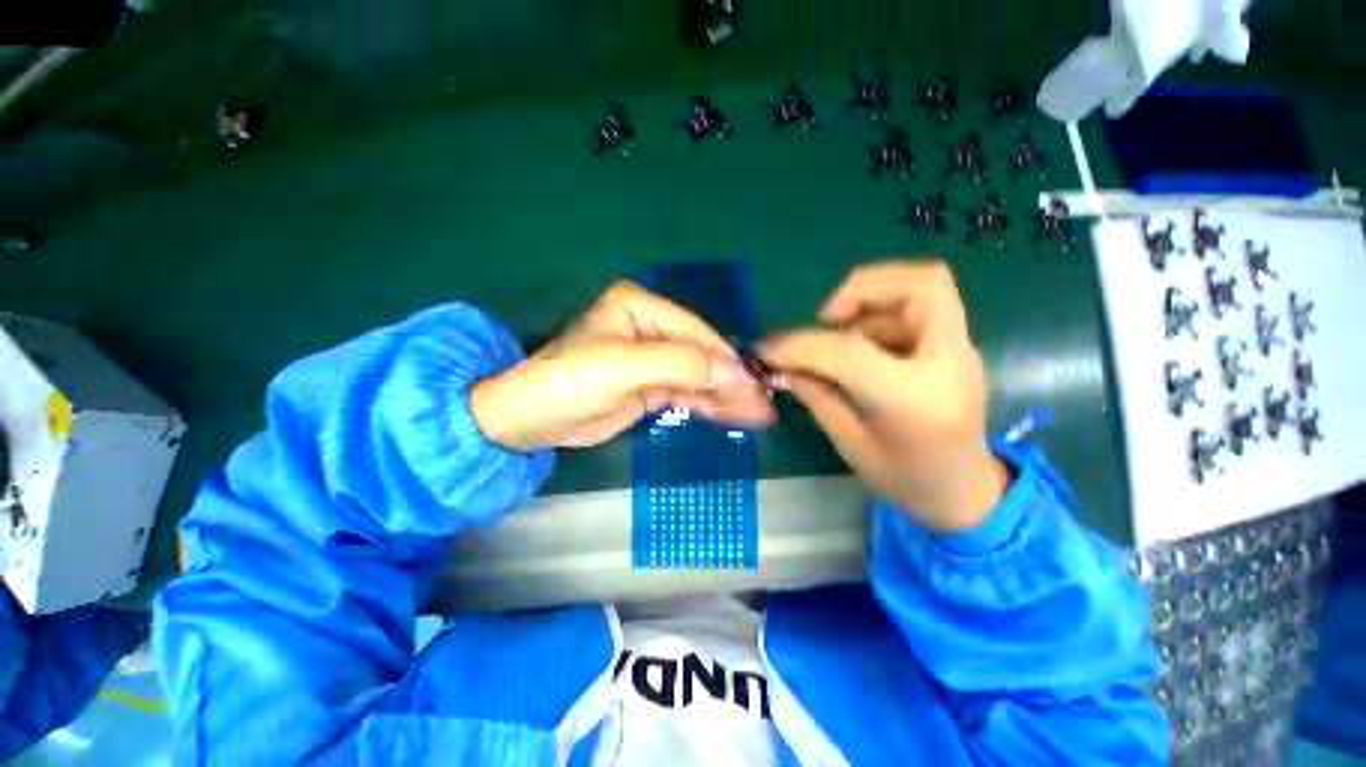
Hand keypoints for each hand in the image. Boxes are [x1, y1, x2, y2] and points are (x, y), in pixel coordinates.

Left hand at [471, 281, 773, 450]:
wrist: (531, 420)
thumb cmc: (571, 381)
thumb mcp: (625, 367)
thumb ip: (681, 366)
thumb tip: (737, 373)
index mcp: (641, 307)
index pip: (694, 331)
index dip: (724, 358)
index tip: (754, 383)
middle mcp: (651, 328)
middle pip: (701, 355)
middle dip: (732, 380)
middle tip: (765, 402)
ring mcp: (653, 360)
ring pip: (699, 377)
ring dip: (728, 396)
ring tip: (760, 413)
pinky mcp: (651, 387)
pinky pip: (688, 394)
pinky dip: (710, 406)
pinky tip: (736, 415)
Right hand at [759, 261, 1009, 531]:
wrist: (965, 493)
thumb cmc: (905, 479)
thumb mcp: (849, 442)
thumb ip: (816, 394)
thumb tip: (781, 364)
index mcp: (915, 400)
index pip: (849, 352)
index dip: (800, 345)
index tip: (768, 348)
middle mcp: (949, 363)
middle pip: (921, 284)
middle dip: (863, 287)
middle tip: (827, 317)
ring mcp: (960, 352)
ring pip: (922, 289)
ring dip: (870, 304)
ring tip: (840, 339)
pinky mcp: (956, 348)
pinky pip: (919, 310)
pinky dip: (882, 316)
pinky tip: (863, 349)